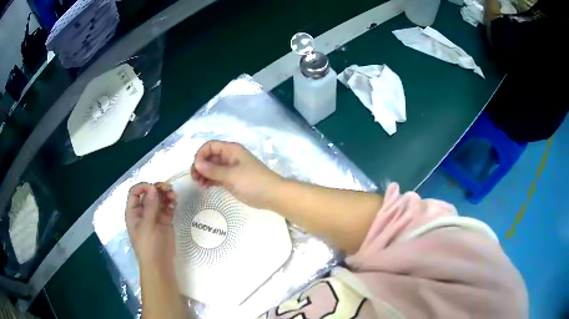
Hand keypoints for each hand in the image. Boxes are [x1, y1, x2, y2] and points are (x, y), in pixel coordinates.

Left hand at [125, 182, 176, 268]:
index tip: (154, 188)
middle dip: (158, 189)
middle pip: (149, 193)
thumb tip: (153, 187)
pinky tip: (175, 203)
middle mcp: (143, 211)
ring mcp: (155, 216)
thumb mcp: (147, 226)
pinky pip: (168, 207)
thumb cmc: (148, 245)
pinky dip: (171, 203)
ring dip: (166, 195)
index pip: (135, 192)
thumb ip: (150, 206)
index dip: (143, 187)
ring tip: (174, 196)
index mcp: (134, 212)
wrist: (160, 264)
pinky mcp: (165, 221)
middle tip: (168, 189)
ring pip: (160, 199)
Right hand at [191, 140, 281, 208]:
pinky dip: (210, 180)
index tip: (196, 168)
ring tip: (199, 185)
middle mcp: (229, 157)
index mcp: (231, 150)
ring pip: (212, 168)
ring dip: (203, 174)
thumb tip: (197, 163)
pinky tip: (205, 187)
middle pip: (209, 157)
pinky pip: (217, 177)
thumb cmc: (253, 182)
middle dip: (200, 166)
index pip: (210, 146)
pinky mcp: (232, 180)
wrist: (272, 195)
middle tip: (195, 179)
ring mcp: (231, 169)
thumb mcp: (232, 175)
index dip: (201, 154)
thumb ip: (213, 170)